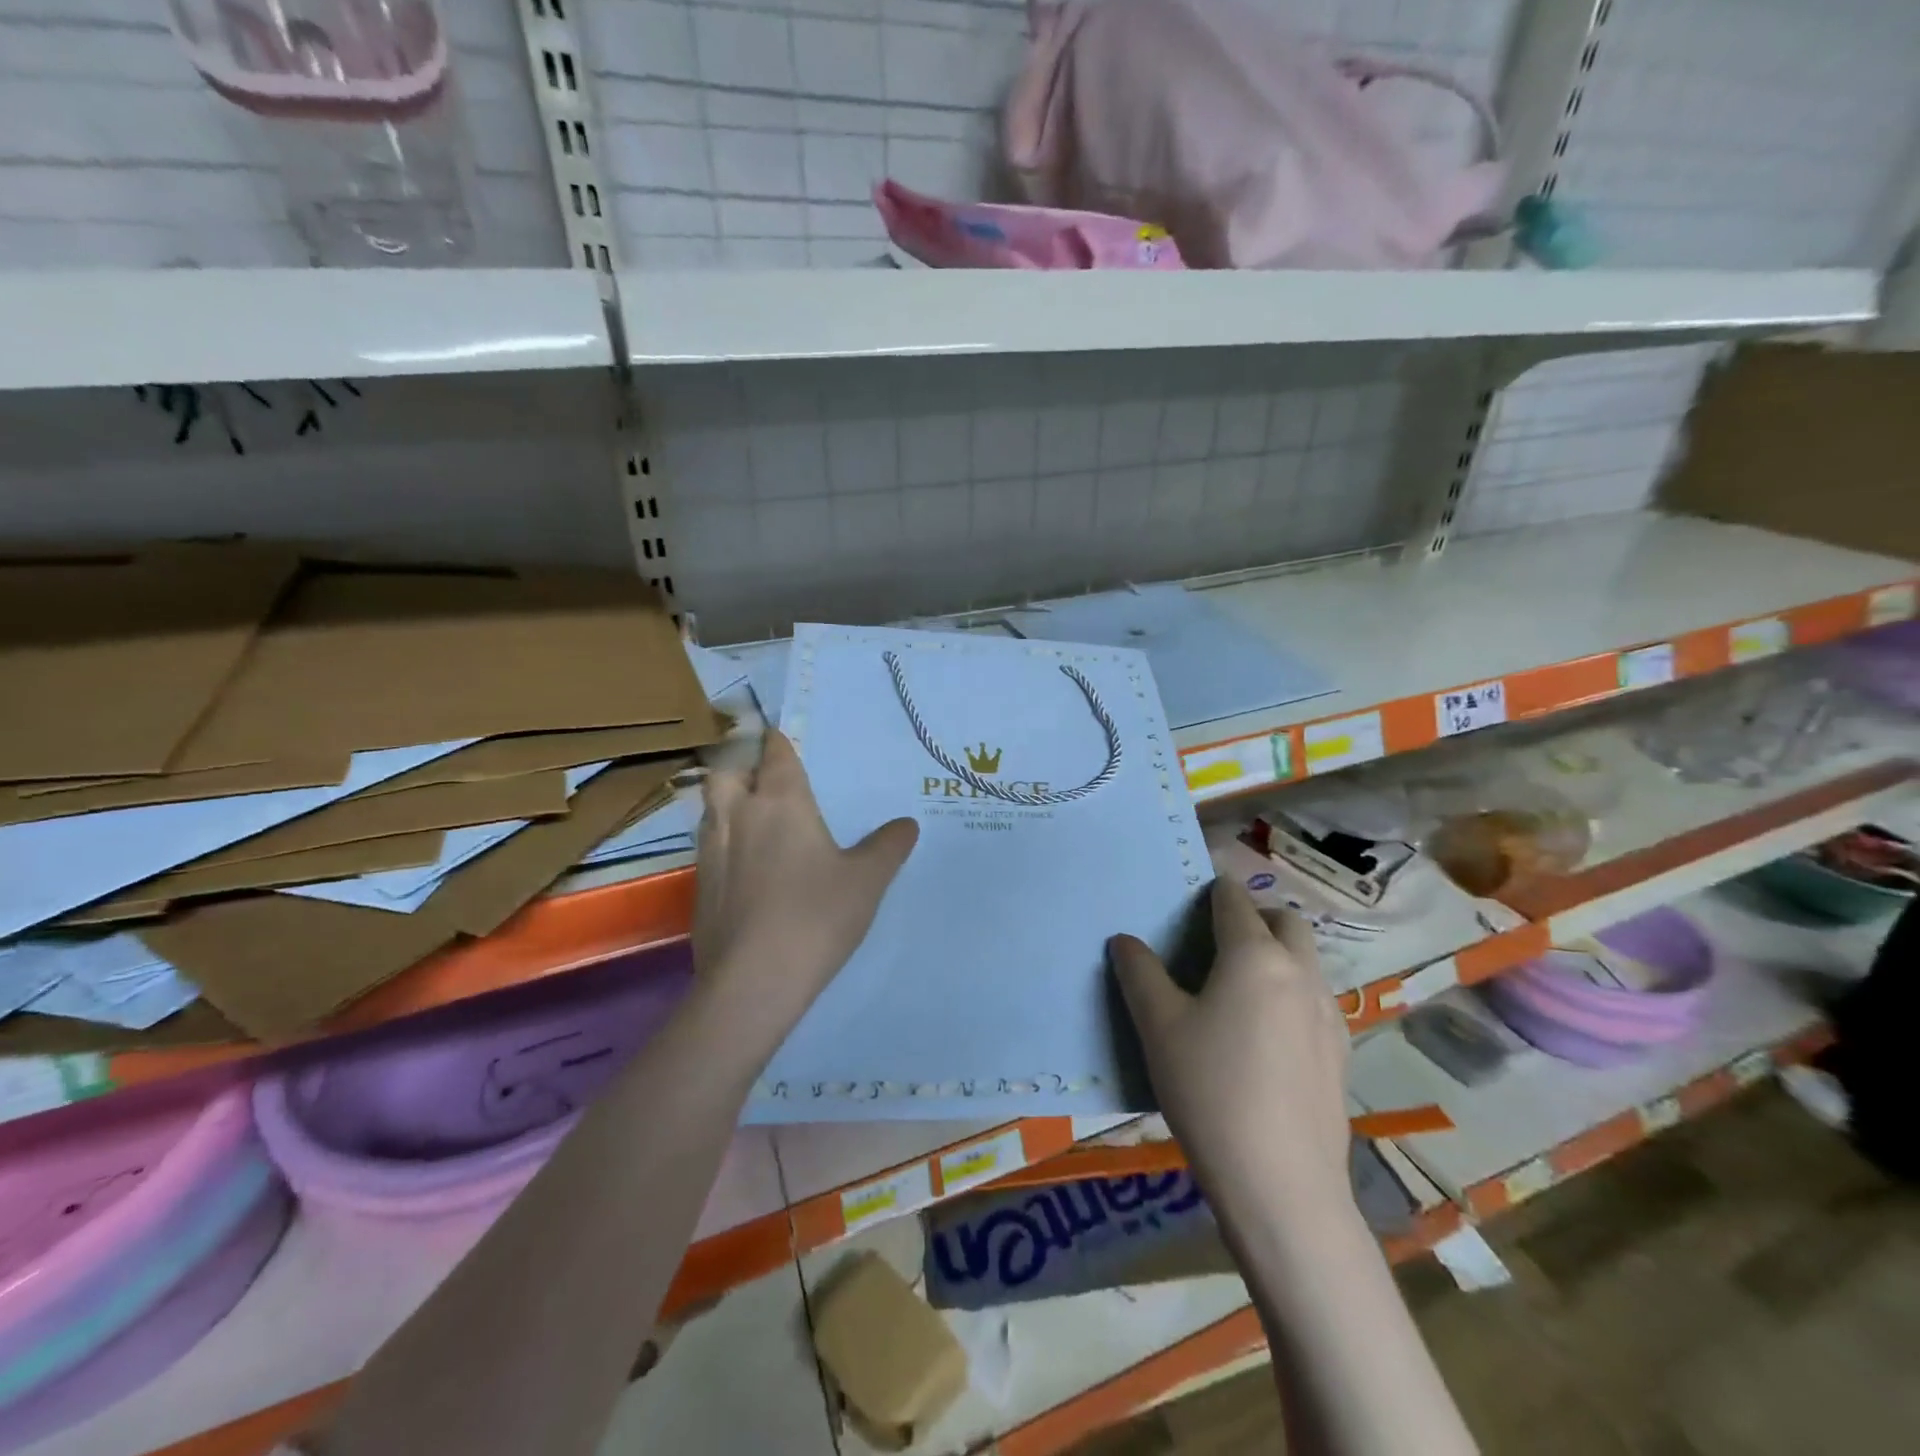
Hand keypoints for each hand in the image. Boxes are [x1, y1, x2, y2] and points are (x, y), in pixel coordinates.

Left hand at [692, 730, 918, 1052]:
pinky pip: (708, 847)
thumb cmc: (816, 915)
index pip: (775, 753)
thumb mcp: (867, 879)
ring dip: (728, 803)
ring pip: (710, 809)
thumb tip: (907, 823)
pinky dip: (723, 843)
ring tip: (754, 819)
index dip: (779, 741)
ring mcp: (711, 851)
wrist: (754, 981)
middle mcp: (737, 815)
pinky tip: (745, 868)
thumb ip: (888, 846)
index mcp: (779, 802)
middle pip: (727, 772)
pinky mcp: (699, 887)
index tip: (784, 737)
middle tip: (765, 780)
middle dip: (742, 766)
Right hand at [1109, 876, 1351, 1220]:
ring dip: (1278, 954)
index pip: (1234, 901)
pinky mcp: (1342, 1052)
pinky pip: (1316, 999)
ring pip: (1307, 960)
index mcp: (1255, 956)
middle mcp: (1300, 973)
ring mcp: (1329, 1014)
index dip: (1212, 892)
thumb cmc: (1210, 1090)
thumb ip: (1139, 973)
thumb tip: (1125, 940)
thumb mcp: (1158, 1027)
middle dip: (1255, 917)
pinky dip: (1292, 992)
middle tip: (1218, 942)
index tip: (1191, 901)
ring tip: (1239, 989)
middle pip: (1285, 921)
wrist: (1281, 1185)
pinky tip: (1265, 1036)